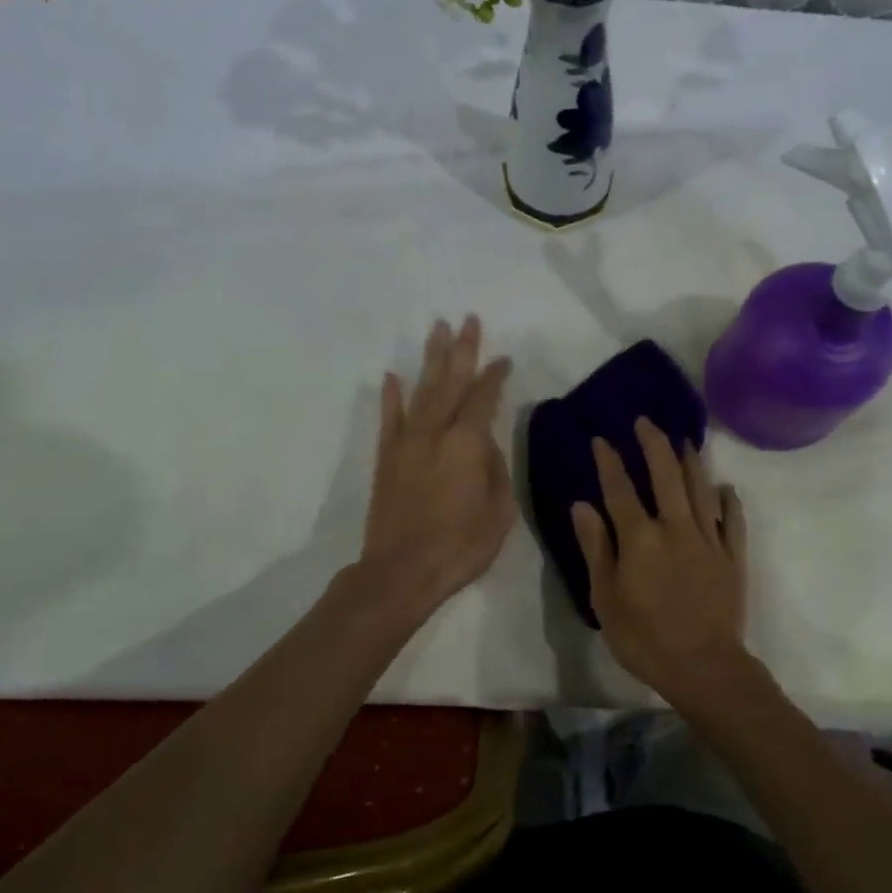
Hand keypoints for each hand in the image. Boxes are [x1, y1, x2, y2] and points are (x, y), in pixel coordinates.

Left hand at [360, 316, 515, 617]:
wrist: (400, 572)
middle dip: (462, 349)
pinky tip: (392, 375)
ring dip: (431, 358)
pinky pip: (389, 419)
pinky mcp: (386, 458)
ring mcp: (406, 442)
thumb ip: (496, 470)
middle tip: (469, 319)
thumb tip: (485, 446)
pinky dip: (391, 396)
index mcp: (467, 443)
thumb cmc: (460, 546)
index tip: (505, 359)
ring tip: (438, 329)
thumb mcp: (499, 511)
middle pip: (451, 381)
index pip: (484, 397)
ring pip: (422, 390)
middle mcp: (435, 432)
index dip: (495, 376)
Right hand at [571, 417, 750, 708]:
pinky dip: (728, 501)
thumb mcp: (605, 597)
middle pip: (666, 475)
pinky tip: (725, 489)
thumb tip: (582, 504)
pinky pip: (732, 520)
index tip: (602, 439)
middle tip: (645, 422)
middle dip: (654, 444)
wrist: (704, 667)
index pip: (620, 488)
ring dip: (690, 461)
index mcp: (640, 537)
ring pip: (700, 489)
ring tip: (683, 440)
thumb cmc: (644, 637)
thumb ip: (595, 547)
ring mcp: (709, 539)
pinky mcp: (732, 556)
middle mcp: (676, 527)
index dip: (609, 461)